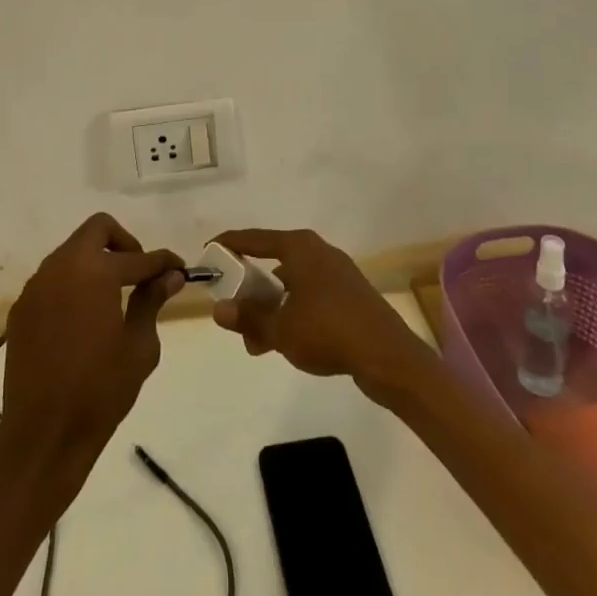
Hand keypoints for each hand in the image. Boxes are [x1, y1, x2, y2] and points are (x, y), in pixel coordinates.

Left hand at [0, 213, 183, 468]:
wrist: (42, 436)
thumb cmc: (100, 391)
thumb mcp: (139, 347)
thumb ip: (152, 301)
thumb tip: (169, 276)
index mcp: (95, 272)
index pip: (139, 257)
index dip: (163, 262)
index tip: (179, 269)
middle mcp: (62, 266)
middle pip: (97, 229)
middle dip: (124, 244)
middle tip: (139, 274)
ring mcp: (37, 286)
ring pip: (72, 252)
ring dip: (96, 262)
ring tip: (113, 297)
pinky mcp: (22, 309)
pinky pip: (53, 280)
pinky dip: (73, 285)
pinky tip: (84, 318)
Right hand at [209, 228, 430, 394]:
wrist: (388, 356)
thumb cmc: (328, 332)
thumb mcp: (281, 329)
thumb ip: (248, 318)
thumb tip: (218, 309)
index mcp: (299, 247)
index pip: (253, 239)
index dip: (229, 244)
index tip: (208, 252)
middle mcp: (317, 251)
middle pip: (272, 262)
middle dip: (250, 290)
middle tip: (233, 313)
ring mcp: (336, 272)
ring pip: (291, 284)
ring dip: (271, 308)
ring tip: (257, 342)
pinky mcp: (349, 294)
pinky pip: (309, 295)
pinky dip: (292, 312)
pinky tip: (286, 341)